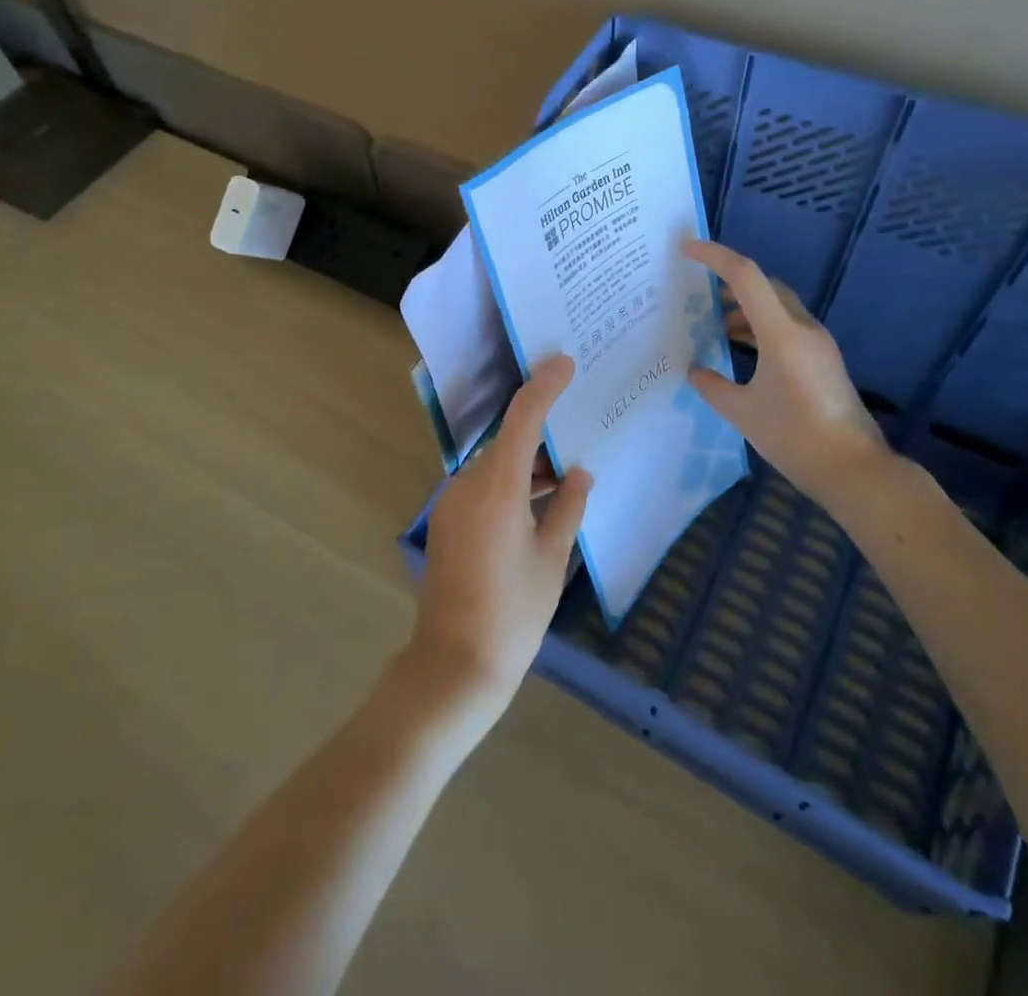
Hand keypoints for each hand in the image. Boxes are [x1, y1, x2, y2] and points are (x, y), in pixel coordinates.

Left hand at [410, 356, 592, 726]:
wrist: (455, 663)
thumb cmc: (514, 611)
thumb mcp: (552, 558)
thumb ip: (568, 508)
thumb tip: (579, 474)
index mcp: (497, 486)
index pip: (522, 418)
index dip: (544, 386)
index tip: (565, 363)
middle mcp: (468, 484)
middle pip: (508, 442)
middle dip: (541, 435)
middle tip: (578, 429)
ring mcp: (452, 503)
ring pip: (495, 466)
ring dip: (527, 465)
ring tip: (565, 476)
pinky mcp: (448, 522)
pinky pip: (483, 487)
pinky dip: (510, 486)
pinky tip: (539, 504)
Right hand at [683, 240, 890, 497]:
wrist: (853, 470)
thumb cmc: (794, 437)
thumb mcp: (742, 413)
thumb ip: (712, 386)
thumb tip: (695, 371)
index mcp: (782, 333)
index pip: (746, 277)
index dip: (715, 257)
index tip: (686, 249)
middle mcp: (803, 329)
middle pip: (764, 286)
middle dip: (730, 282)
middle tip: (698, 292)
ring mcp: (818, 343)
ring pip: (777, 306)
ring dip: (746, 307)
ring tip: (715, 324)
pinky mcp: (823, 360)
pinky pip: (787, 327)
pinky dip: (761, 327)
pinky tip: (742, 350)